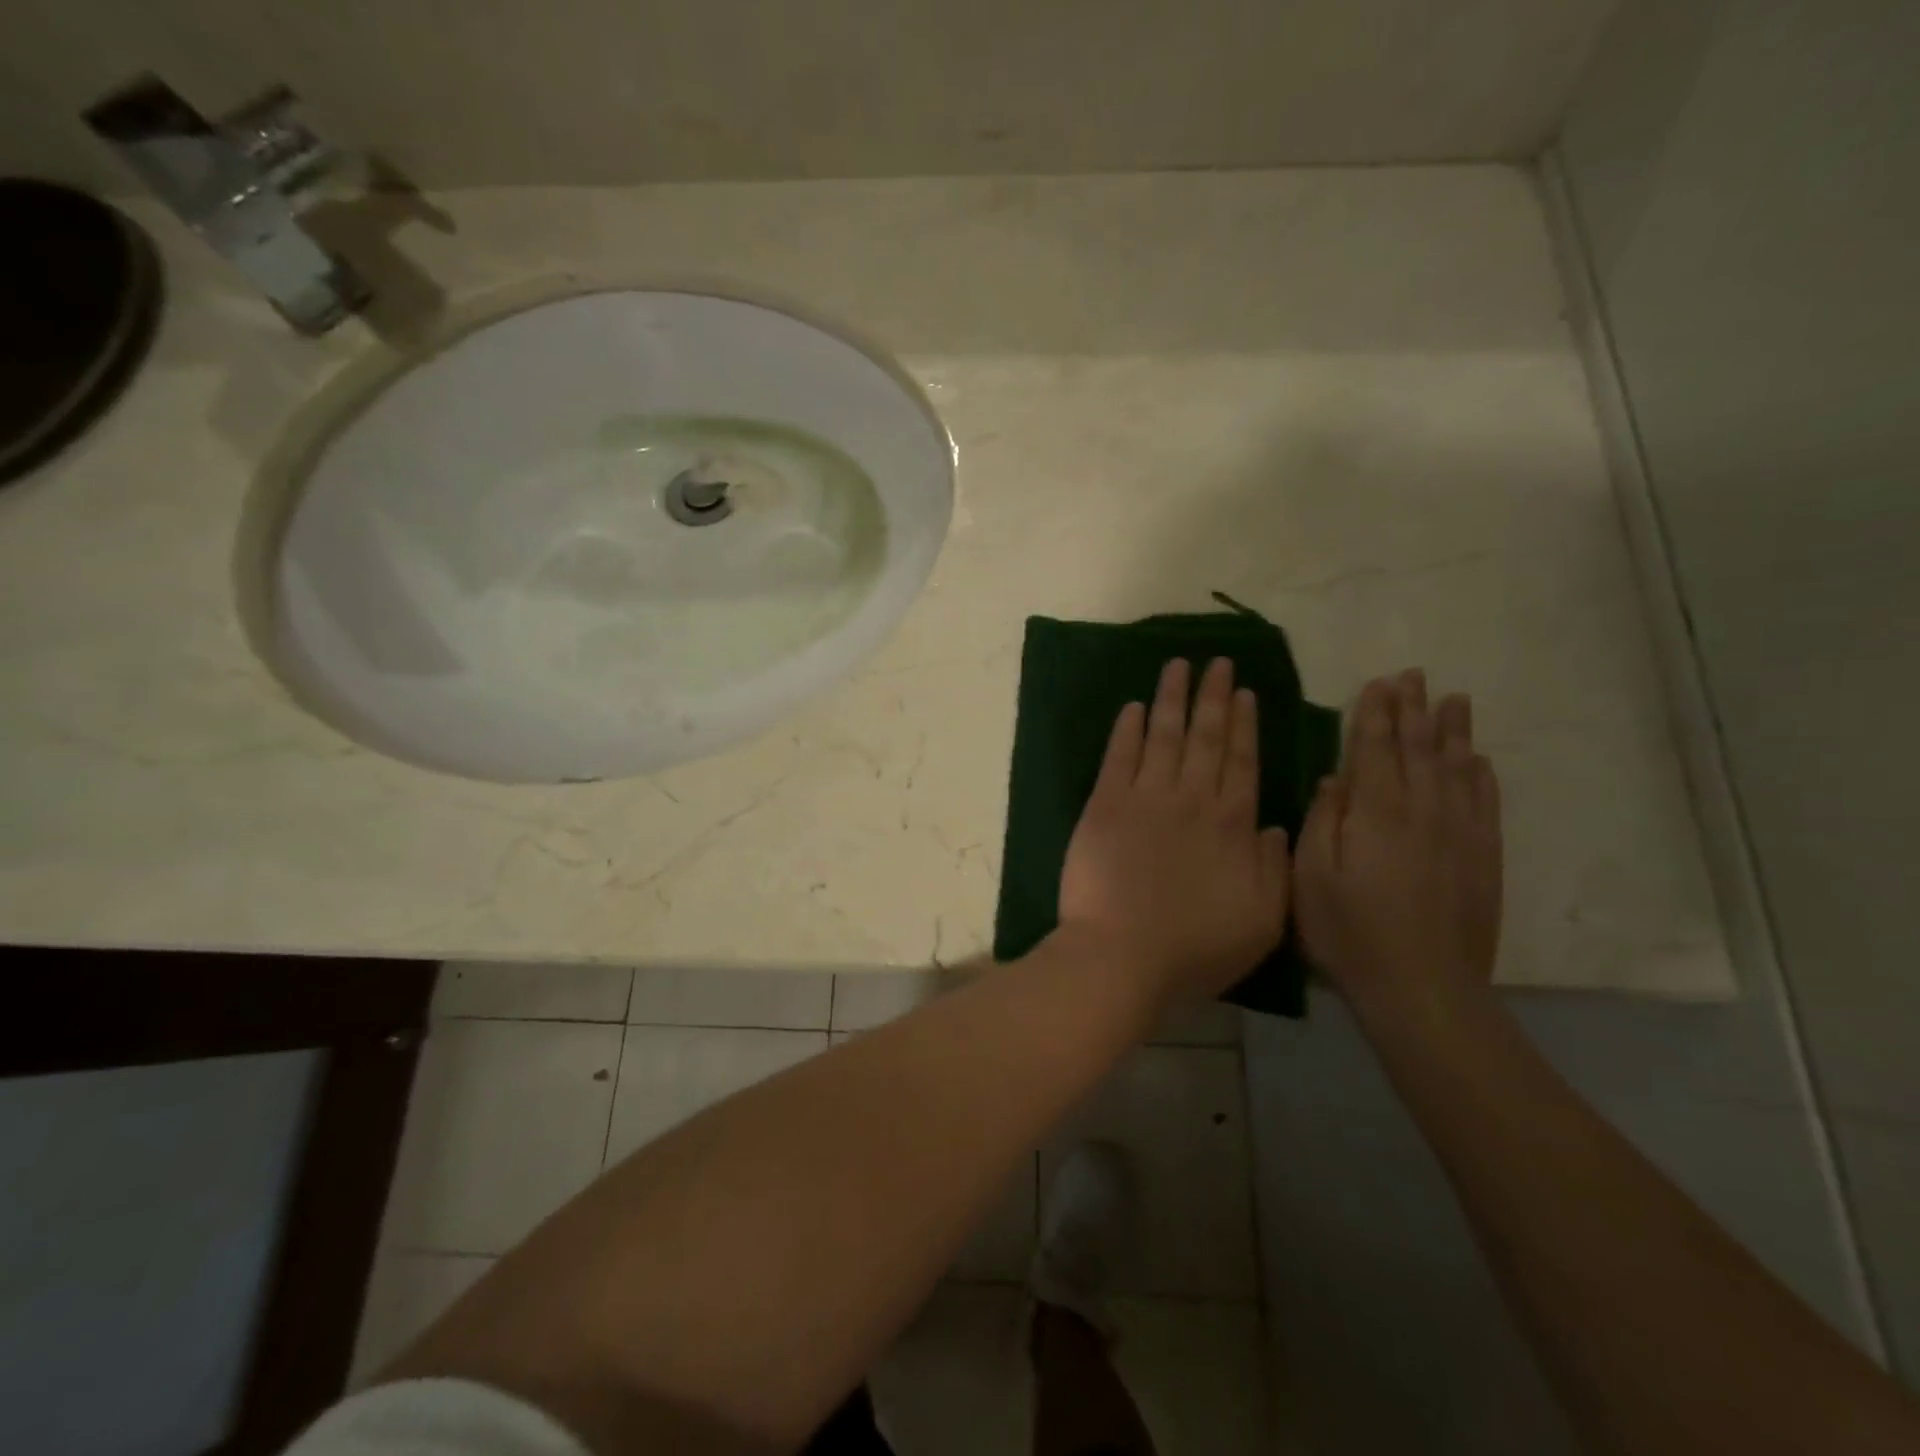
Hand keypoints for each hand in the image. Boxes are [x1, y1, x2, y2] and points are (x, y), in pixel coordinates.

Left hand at [1057, 657, 1290, 1003]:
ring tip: (1178, 666)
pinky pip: (1118, 757)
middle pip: (1205, 737)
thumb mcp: (1263, 920)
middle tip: (1218, 661)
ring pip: (1163, 735)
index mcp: (1232, 824)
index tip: (1245, 692)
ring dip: (1172, 698)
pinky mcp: (1104, 805)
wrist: (1123, 955)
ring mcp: (1144, 798)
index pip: (1242, 761)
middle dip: (1213, 696)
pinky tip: (1133, 707)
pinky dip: (1127, 729)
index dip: (1243, 725)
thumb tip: (1274, 825)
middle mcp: (1191, 799)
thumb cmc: (1196, 947)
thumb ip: (1273, 867)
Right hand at [1294, 669, 1503, 1027]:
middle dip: (1414, 710)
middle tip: (1415, 676)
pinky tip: (1478, 761)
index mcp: (1376, 813)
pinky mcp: (1483, 859)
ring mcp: (1460, 835)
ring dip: (1453, 731)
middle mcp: (1423, 812)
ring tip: (1454, 700)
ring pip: (1457, 769)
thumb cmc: (1349, 932)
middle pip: (1420, 749)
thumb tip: (1335, 778)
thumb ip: (1323, 821)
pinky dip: (1481, 776)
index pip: (1377, 749)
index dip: (1377, 714)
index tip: (1379, 683)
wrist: (1423, 988)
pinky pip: (1485, 804)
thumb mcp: (1312, 877)